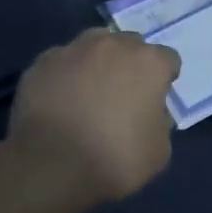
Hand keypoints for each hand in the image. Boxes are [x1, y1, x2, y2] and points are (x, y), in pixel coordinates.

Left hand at [5, 29, 181, 210]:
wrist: (51, 167)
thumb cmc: (115, 159)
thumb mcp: (159, 150)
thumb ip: (160, 121)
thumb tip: (149, 112)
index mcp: (149, 63)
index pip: (167, 60)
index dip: (163, 79)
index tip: (155, 99)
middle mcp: (114, 45)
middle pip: (130, 45)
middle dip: (129, 64)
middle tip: (121, 95)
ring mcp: (75, 50)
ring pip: (93, 45)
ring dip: (96, 62)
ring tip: (87, 92)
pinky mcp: (43, 62)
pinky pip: (61, 62)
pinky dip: (64, 75)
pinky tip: (58, 100)